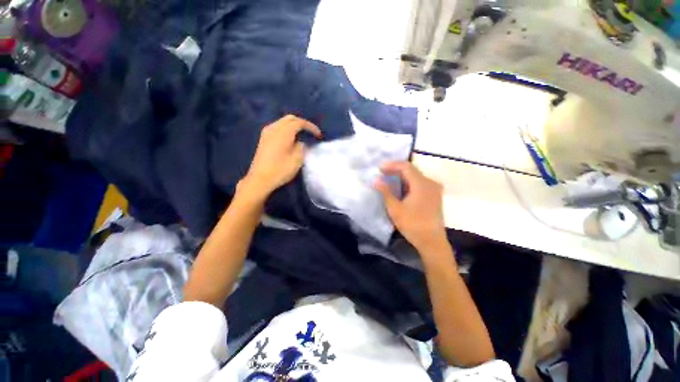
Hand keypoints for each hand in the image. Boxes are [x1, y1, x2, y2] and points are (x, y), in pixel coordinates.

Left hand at [240, 115, 321, 200]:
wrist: (260, 179)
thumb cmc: (280, 170)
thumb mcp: (297, 159)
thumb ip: (302, 147)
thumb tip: (301, 142)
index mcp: (283, 132)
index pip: (300, 122)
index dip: (311, 127)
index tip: (319, 135)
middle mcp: (274, 128)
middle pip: (290, 118)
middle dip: (302, 123)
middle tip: (311, 132)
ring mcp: (267, 133)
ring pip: (282, 122)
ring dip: (294, 125)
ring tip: (302, 135)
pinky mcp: (264, 139)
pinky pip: (277, 127)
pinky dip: (286, 129)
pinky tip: (291, 138)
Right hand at [374, 161, 446, 251]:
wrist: (432, 242)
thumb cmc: (412, 225)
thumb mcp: (395, 209)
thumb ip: (385, 192)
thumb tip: (375, 180)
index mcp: (422, 184)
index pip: (406, 167)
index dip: (391, 165)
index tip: (379, 168)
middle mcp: (430, 182)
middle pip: (411, 170)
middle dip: (395, 169)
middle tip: (381, 173)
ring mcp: (434, 189)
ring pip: (415, 176)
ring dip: (401, 176)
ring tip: (388, 178)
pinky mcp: (434, 195)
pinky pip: (419, 183)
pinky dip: (408, 182)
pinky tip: (400, 186)